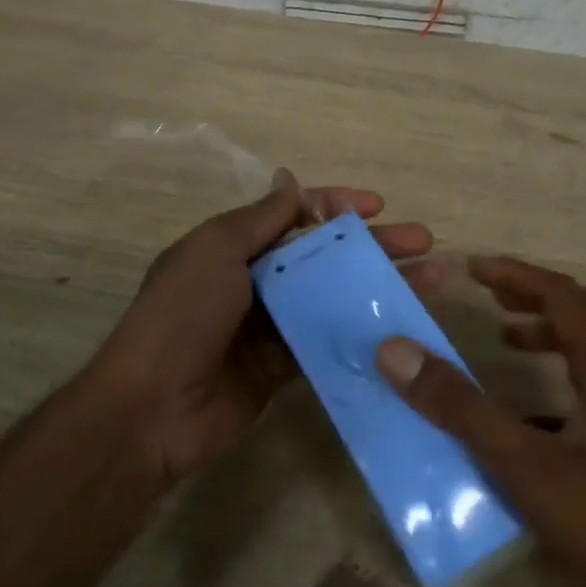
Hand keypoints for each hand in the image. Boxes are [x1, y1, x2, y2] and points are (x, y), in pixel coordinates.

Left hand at [93, 169, 435, 484]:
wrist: (153, 407)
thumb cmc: (183, 314)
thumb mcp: (216, 251)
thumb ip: (260, 219)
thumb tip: (290, 180)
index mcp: (234, 248)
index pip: (293, 216)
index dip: (336, 207)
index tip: (378, 206)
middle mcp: (255, 281)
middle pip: (323, 256)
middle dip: (373, 246)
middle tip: (424, 243)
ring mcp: (271, 326)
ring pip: (334, 298)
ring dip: (377, 288)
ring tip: (432, 282)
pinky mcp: (283, 368)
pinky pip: (329, 342)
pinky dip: (362, 332)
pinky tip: (401, 328)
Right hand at [376, 256, 585, 586]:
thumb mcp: (531, 467)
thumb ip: (463, 410)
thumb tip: (396, 350)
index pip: (562, 295)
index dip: (515, 274)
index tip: (471, 268)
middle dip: (535, 297)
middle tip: (490, 299)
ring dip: (553, 336)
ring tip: (507, 345)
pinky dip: (564, 383)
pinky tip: (535, 422)